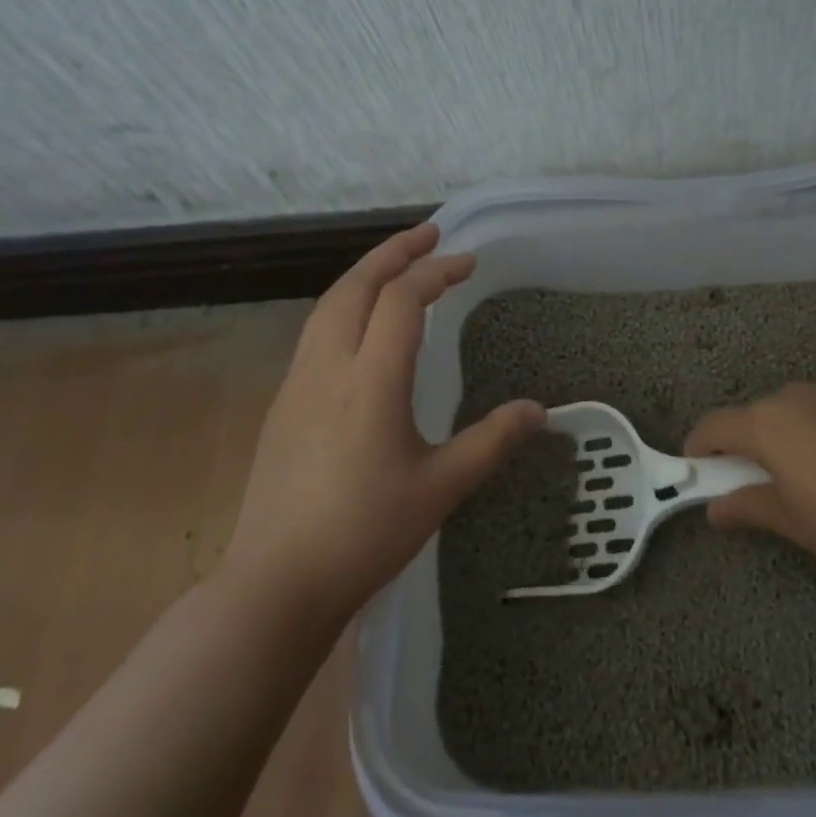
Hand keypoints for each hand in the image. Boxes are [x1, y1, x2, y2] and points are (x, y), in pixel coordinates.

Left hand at [221, 223, 544, 620]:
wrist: (276, 583)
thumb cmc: (365, 533)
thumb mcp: (441, 487)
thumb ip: (491, 441)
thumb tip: (538, 411)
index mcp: (371, 380)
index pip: (402, 300)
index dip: (436, 272)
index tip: (468, 262)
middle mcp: (328, 367)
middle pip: (356, 286)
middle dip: (394, 252)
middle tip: (430, 233)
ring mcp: (298, 383)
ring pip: (329, 305)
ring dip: (365, 274)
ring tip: (397, 265)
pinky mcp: (283, 404)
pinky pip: (316, 331)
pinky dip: (346, 304)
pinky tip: (361, 324)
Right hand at [683, 383, 815, 606]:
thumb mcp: (790, 520)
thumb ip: (747, 506)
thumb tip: (715, 509)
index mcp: (766, 423)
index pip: (715, 426)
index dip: (699, 445)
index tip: (695, 467)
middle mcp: (795, 396)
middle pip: (755, 414)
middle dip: (746, 441)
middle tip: (752, 477)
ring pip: (794, 408)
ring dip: (786, 432)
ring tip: (803, 469)